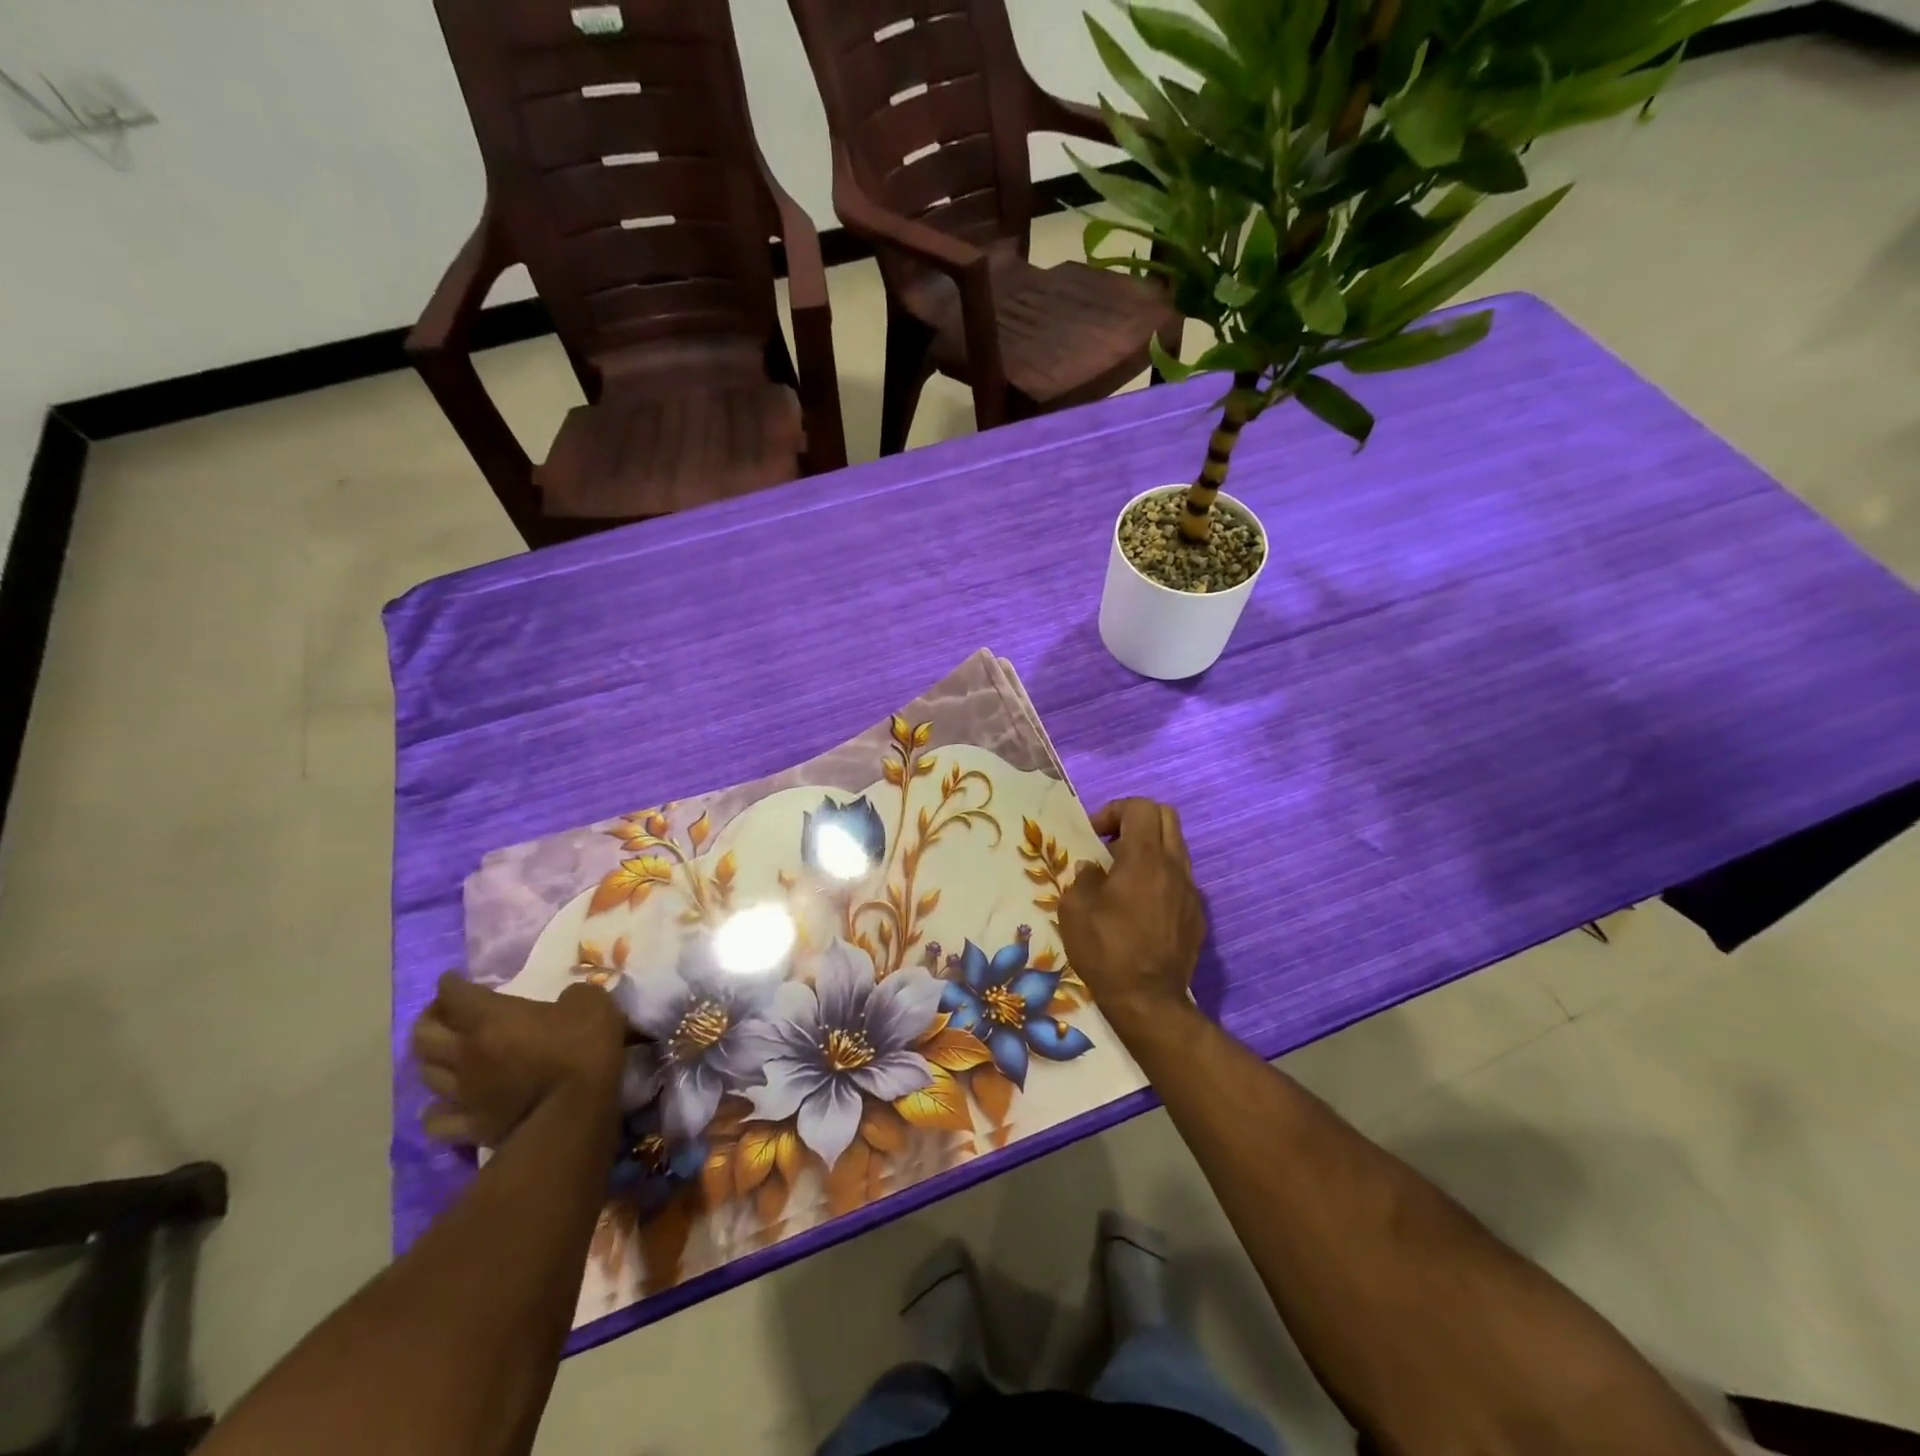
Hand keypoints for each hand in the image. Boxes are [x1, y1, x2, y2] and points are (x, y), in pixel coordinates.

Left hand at [411, 975, 626, 1147]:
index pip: (455, 995)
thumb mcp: (591, 1002)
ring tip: (444, 1054)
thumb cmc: (583, 1048)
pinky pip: (436, 1120)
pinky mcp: (471, 1127)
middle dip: (430, 1019)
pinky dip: (435, 1109)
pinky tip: (444, 1103)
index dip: (450, 984)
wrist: (577, 1110)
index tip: (453, 979)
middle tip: (444, 1013)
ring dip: (431, 1060)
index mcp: (491, 1018)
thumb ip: (570, 996)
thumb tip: (564, 1002)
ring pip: (426, 1074)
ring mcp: (464, 1093)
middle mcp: (467, 1053)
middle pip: (424, 1035)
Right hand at [1059, 798, 1207, 1039]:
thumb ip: (1084, 878)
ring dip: (1150, 849)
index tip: (1094, 836)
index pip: (1140, 806)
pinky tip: (1141, 907)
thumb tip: (1094, 870)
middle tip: (1112, 845)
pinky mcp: (1197, 915)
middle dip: (1136, 820)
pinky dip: (1161, 878)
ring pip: (1176, 847)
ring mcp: (1191, 891)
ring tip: (1124, 877)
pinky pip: (1180, 879)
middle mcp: (1174, 866)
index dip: (1114, 811)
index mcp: (1144, 858)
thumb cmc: (1106, 950)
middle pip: (1166, 816)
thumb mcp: (1075, 910)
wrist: (1149, 1001)